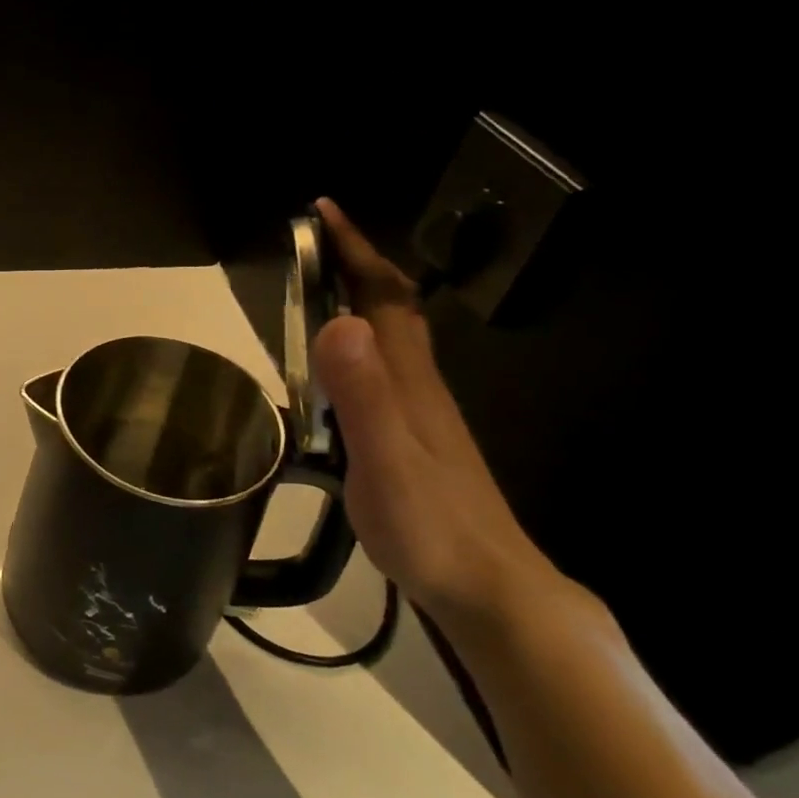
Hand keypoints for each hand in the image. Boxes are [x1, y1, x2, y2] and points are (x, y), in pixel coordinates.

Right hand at [310, 198, 561, 633]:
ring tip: (314, 291)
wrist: (486, 585)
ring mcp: (417, 411)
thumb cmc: (429, 523)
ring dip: (356, 300)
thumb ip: (363, 394)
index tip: (321, 212)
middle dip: (356, 264)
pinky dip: (355, 343)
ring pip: (388, 336)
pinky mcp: (410, 435)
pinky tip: (333, 365)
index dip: (355, 251)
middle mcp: (416, 383)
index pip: (383, 296)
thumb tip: (338, 321)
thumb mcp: (384, 459)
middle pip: (391, 307)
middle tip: (312, 245)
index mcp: (407, 379)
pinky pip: (379, 368)